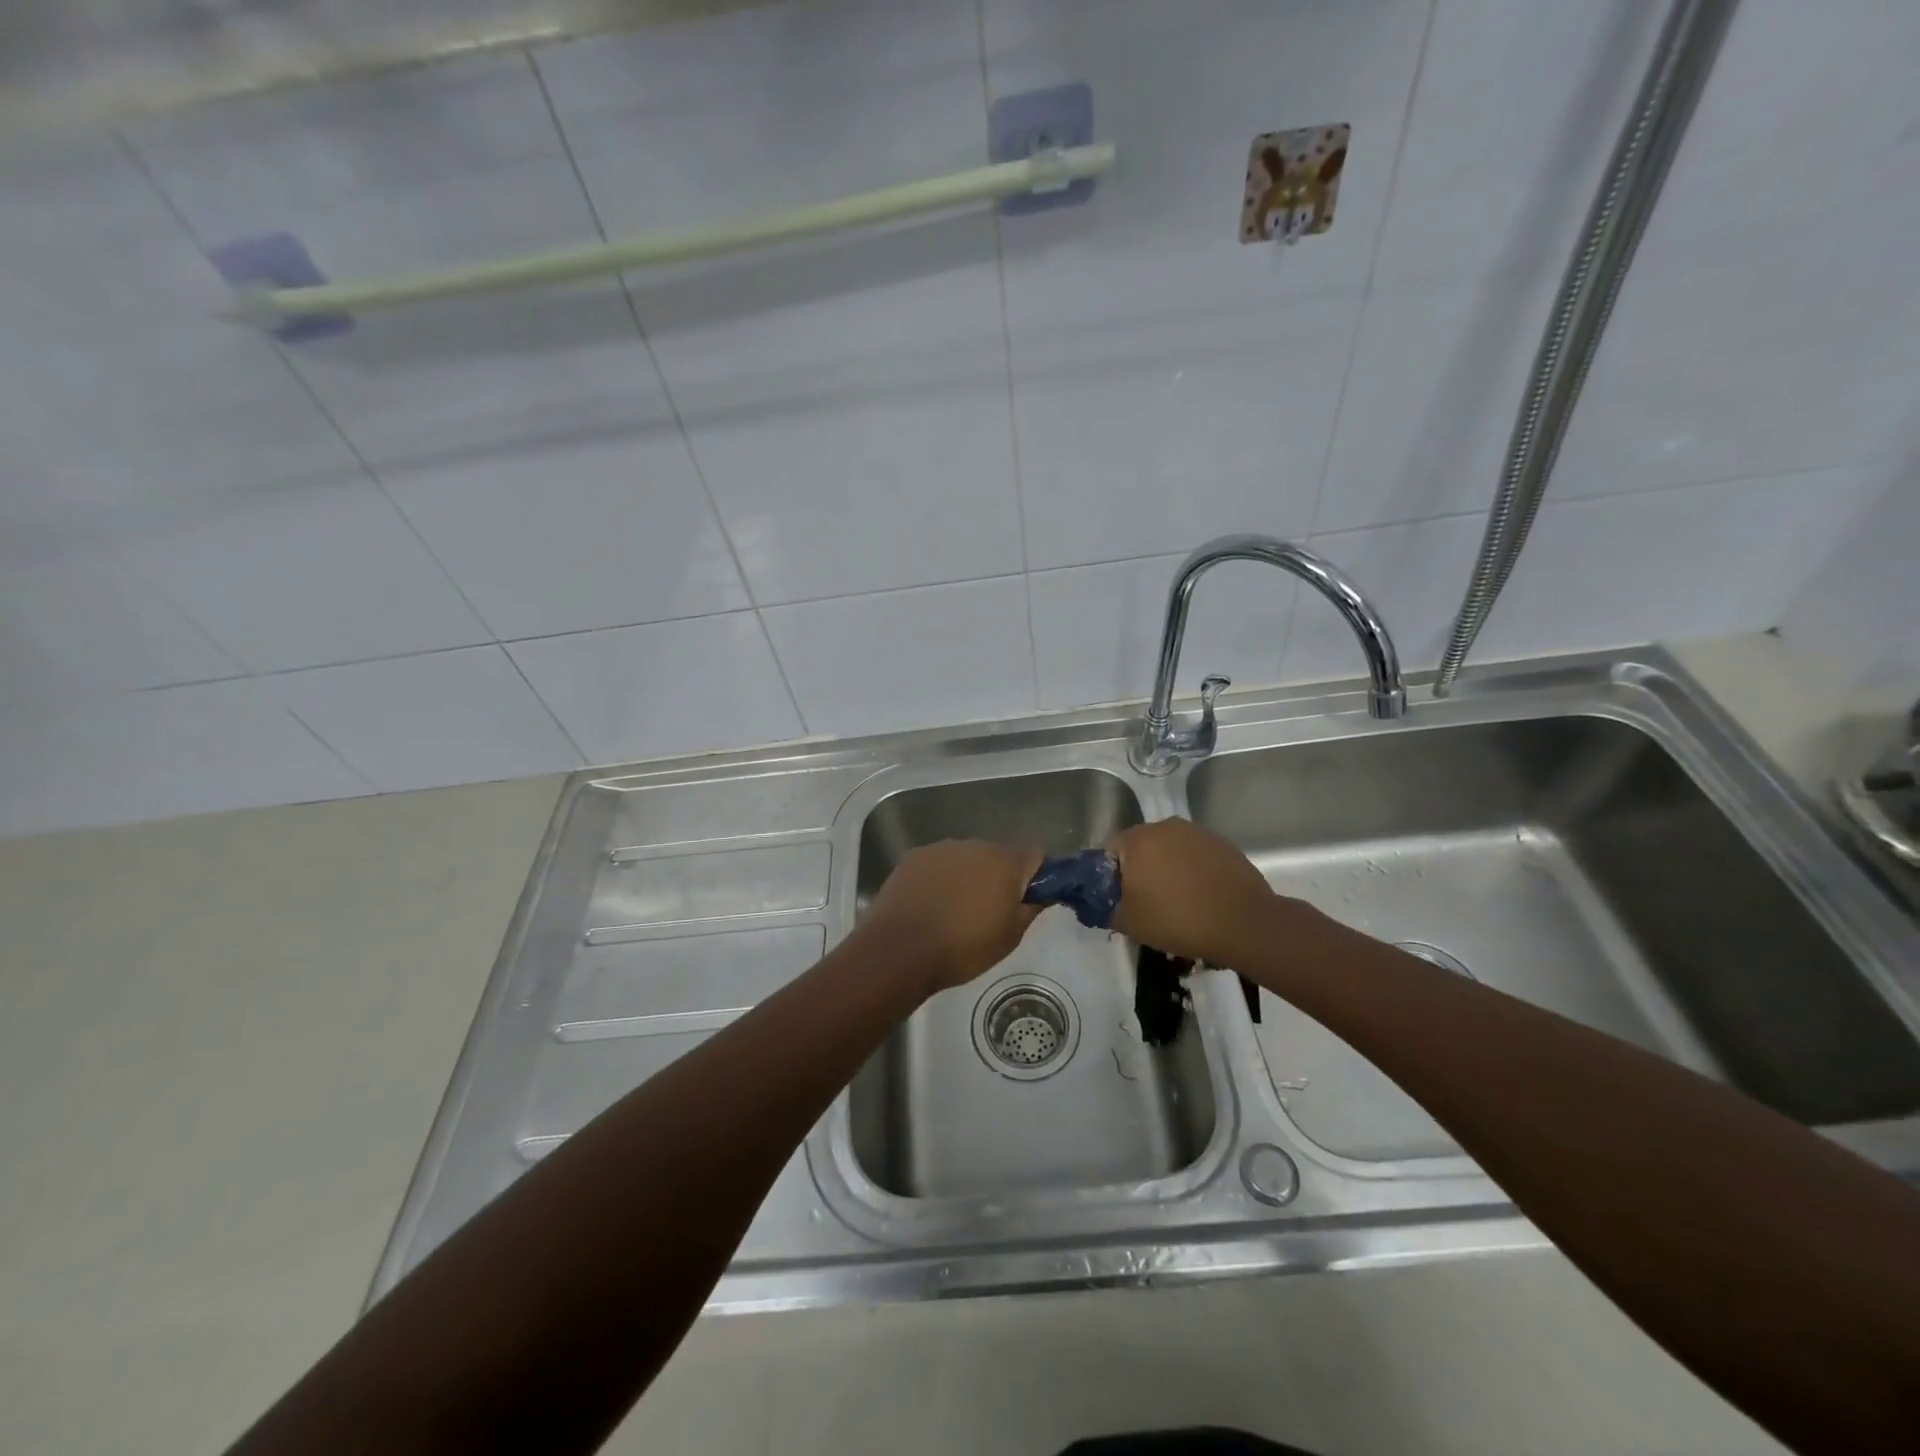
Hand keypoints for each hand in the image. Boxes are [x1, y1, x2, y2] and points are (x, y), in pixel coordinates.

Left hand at [862, 840, 1044, 994]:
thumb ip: (1031, 908)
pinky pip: (939, 863)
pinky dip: (940, 878)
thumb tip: (1044, 893)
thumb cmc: (963, 948)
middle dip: (998, 877)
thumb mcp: (1010, 937)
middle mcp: (975, 845)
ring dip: (968, 876)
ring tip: (955, 910)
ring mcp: (942, 848)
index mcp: (1005, 862)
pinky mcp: (914, 856)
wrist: (900, 950)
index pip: (1034, 856)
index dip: (1035, 877)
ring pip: (966, 858)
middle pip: (998, 855)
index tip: (1026, 900)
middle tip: (990, 911)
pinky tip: (930, 904)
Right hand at [1106, 818, 1279, 967]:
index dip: (1109, 876)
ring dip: (1167, 868)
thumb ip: (1107, 907)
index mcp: (1137, 840)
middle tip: (1144, 901)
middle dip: (1139, 869)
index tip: (1118, 898)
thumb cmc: (1179, 920)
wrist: (1245, 924)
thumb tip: (1104, 902)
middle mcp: (1165, 826)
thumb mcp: (1130, 923)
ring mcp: (1197, 832)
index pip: (1109, 851)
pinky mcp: (1222, 844)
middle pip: (1140, 846)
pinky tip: (1200, 895)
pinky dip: (1192, 870)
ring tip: (1176, 900)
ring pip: (1169, 849)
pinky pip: (1195, 855)